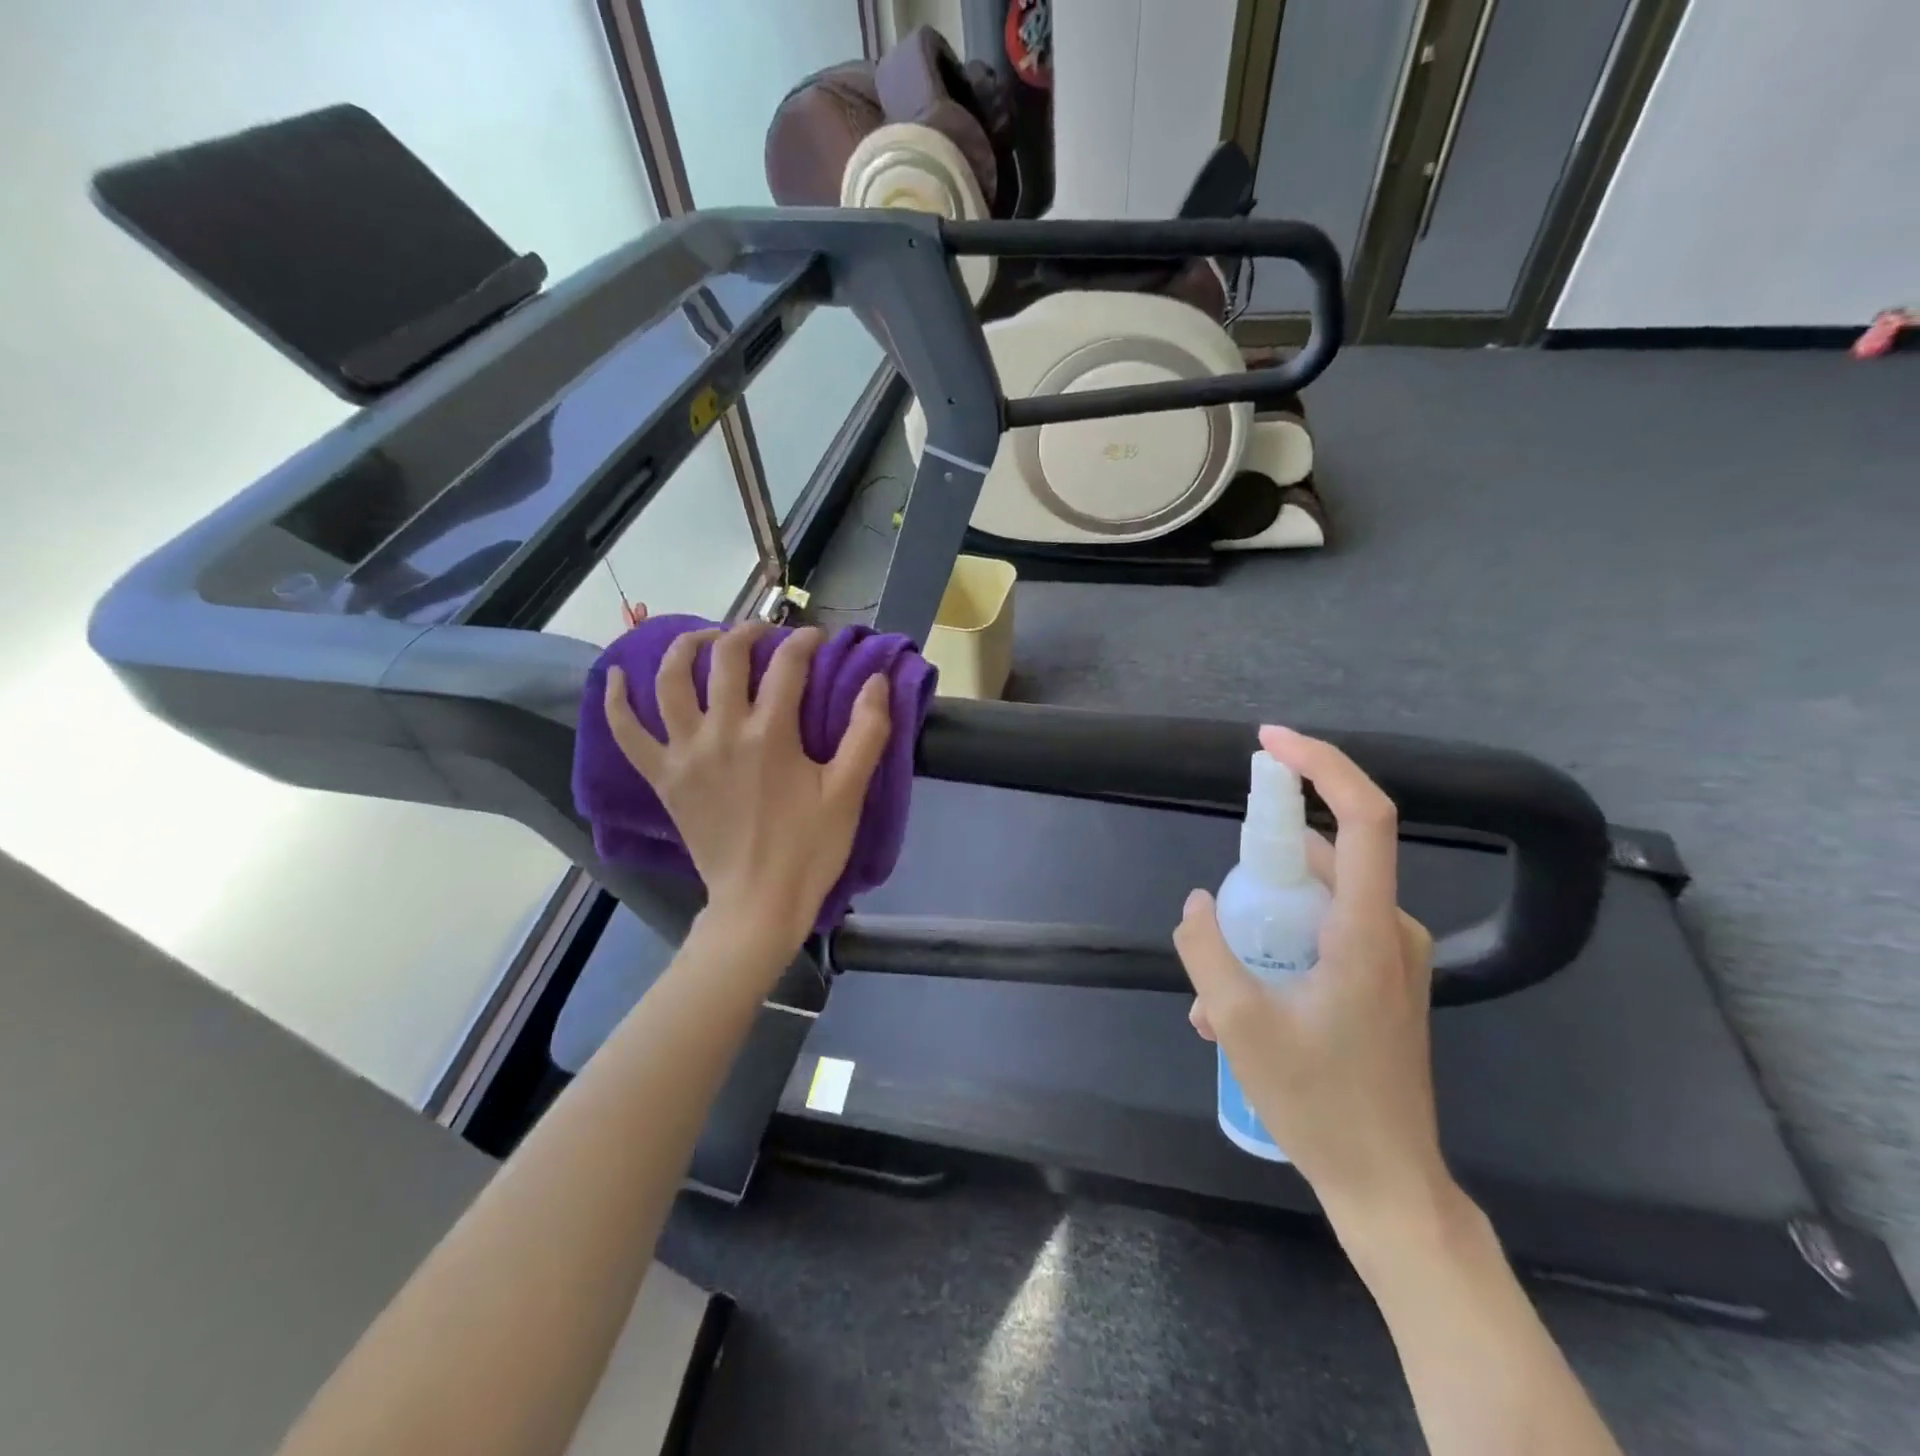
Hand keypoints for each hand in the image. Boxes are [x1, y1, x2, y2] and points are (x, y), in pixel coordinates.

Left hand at [603, 623, 891, 953]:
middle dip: (749, 633)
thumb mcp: (849, 791)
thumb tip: (877, 680)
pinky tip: (617, 675)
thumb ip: (867, 731)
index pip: (787, 665)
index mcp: (771, 733)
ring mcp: (685, 753)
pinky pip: (628, 732)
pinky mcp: (663, 777)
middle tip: (767, 634)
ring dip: (687, 647)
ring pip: (672, 681)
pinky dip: (616, 701)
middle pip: (726, 658)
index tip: (818, 639)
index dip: (805, 642)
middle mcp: (722, 731)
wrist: (758, 902)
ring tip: (705, 638)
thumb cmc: (809, 848)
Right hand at [1174, 726, 1451, 1237]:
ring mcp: (1392, 956)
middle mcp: (1390, 929)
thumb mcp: (1240, 1027)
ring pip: (1319, 899)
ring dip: (1263, 920)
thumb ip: (1208, 953)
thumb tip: (1197, 904)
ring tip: (1215, 984)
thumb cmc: (1319, 1103)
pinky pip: (1326, 932)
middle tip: (1221, 908)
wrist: (1388, 1183)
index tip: (1270, 743)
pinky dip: (1280, 945)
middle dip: (1263, 864)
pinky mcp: (1383, 979)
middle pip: (1328, 855)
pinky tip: (1239, 1003)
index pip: (1362, 817)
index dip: (1321, 765)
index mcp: (1366, 929)